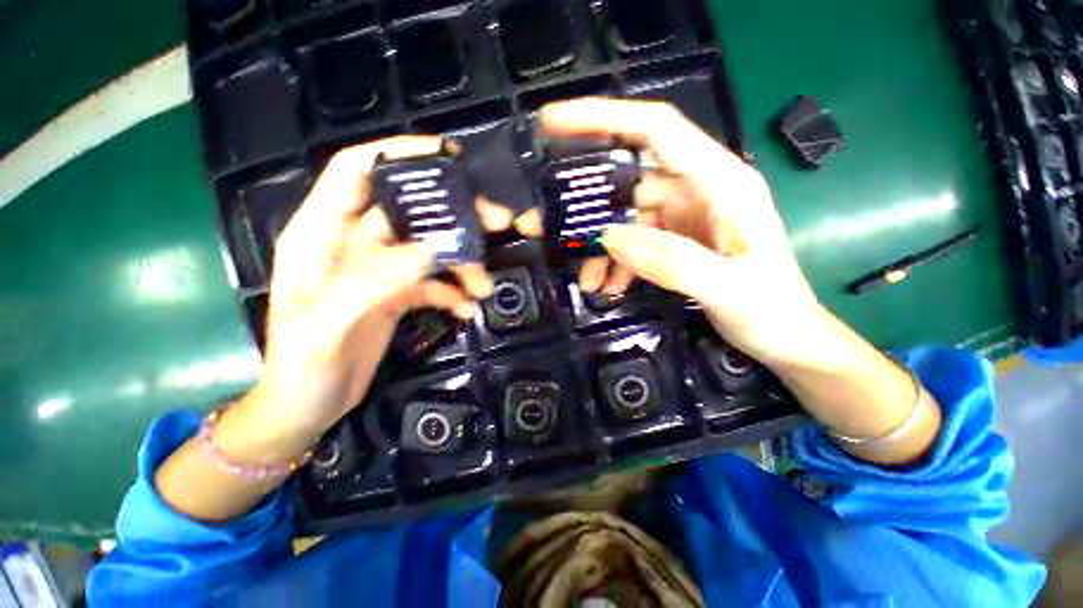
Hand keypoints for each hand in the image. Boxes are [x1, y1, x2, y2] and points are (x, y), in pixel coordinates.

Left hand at [250, 136, 533, 441]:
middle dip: (455, 212)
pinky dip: (453, 292)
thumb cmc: (301, 365)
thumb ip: (374, 282)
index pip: (356, 171)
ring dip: (462, 262)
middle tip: (498, 219)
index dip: (397, 153)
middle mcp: (354, 243)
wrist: (309, 405)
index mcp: (321, 234)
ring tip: (483, 285)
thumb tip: (431, 252)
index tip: (447, 154)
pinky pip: (434, 283)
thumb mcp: (328, 324)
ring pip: (431, 248)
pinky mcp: (398, 294)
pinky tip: (466, 309)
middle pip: (410, 210)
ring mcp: (381, 269)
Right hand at [541, 98, 820, 366]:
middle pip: (627, 180)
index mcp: (721, 181)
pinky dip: (614, 262)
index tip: (553, 121)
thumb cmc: (772, 311)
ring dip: (599, 247)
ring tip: (586, 279)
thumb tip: (609, 238)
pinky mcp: (674, 239)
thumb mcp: (727, 289)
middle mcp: (698, 189)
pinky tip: (607, 286)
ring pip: (624, 217)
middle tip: (545, 224)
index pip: (656, 129)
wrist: (786, 338)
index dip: (604, 118)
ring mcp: (683, 216)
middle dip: (586, 204)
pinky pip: (632, 242)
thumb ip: (671, 262)